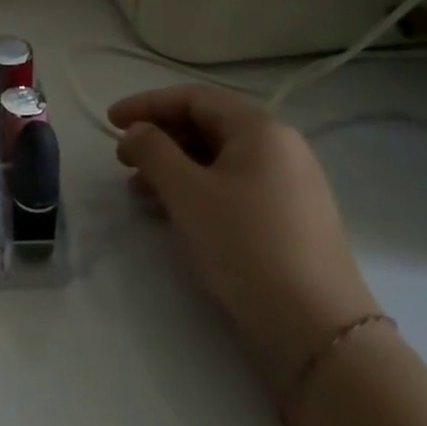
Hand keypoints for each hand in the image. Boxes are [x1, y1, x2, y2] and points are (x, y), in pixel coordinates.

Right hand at [111, 85, 377, 392]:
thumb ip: (152, 150)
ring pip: (217, 158)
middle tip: (122, 158)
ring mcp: (289, 184)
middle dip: (159, 136)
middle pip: (207, 125)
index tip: (110, 122)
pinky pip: (232, 184)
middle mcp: (280, 148)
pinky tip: (173, 210)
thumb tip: (137, 131)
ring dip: (172, 165)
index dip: (146, 104)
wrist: (316, 326)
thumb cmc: (244, 243)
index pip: (193, 98)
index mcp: (260, 130)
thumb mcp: (186, 191)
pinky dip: (196, 187)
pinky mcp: (288, 217)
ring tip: (139, 190)